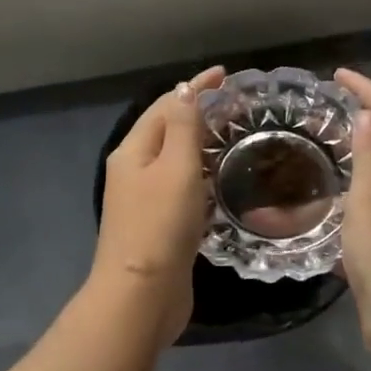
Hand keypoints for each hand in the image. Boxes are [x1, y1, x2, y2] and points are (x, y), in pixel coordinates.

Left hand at [89, 65, 225, 347]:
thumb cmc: (160, 226)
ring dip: (200, 144)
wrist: (142, 295)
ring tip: (233, 137)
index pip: (165, 106)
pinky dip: (200, 176)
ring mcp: (144, 200)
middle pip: (167, 130)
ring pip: (174, 161)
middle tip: (236, 107)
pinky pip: (180, 188)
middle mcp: (134, 171)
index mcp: (133, 151)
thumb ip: (184, 128)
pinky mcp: (158, 226)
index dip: (194, 88)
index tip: (226, 76)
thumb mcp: (176, 168)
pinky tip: (220, 181)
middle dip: (197, 113)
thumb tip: (185, 91)